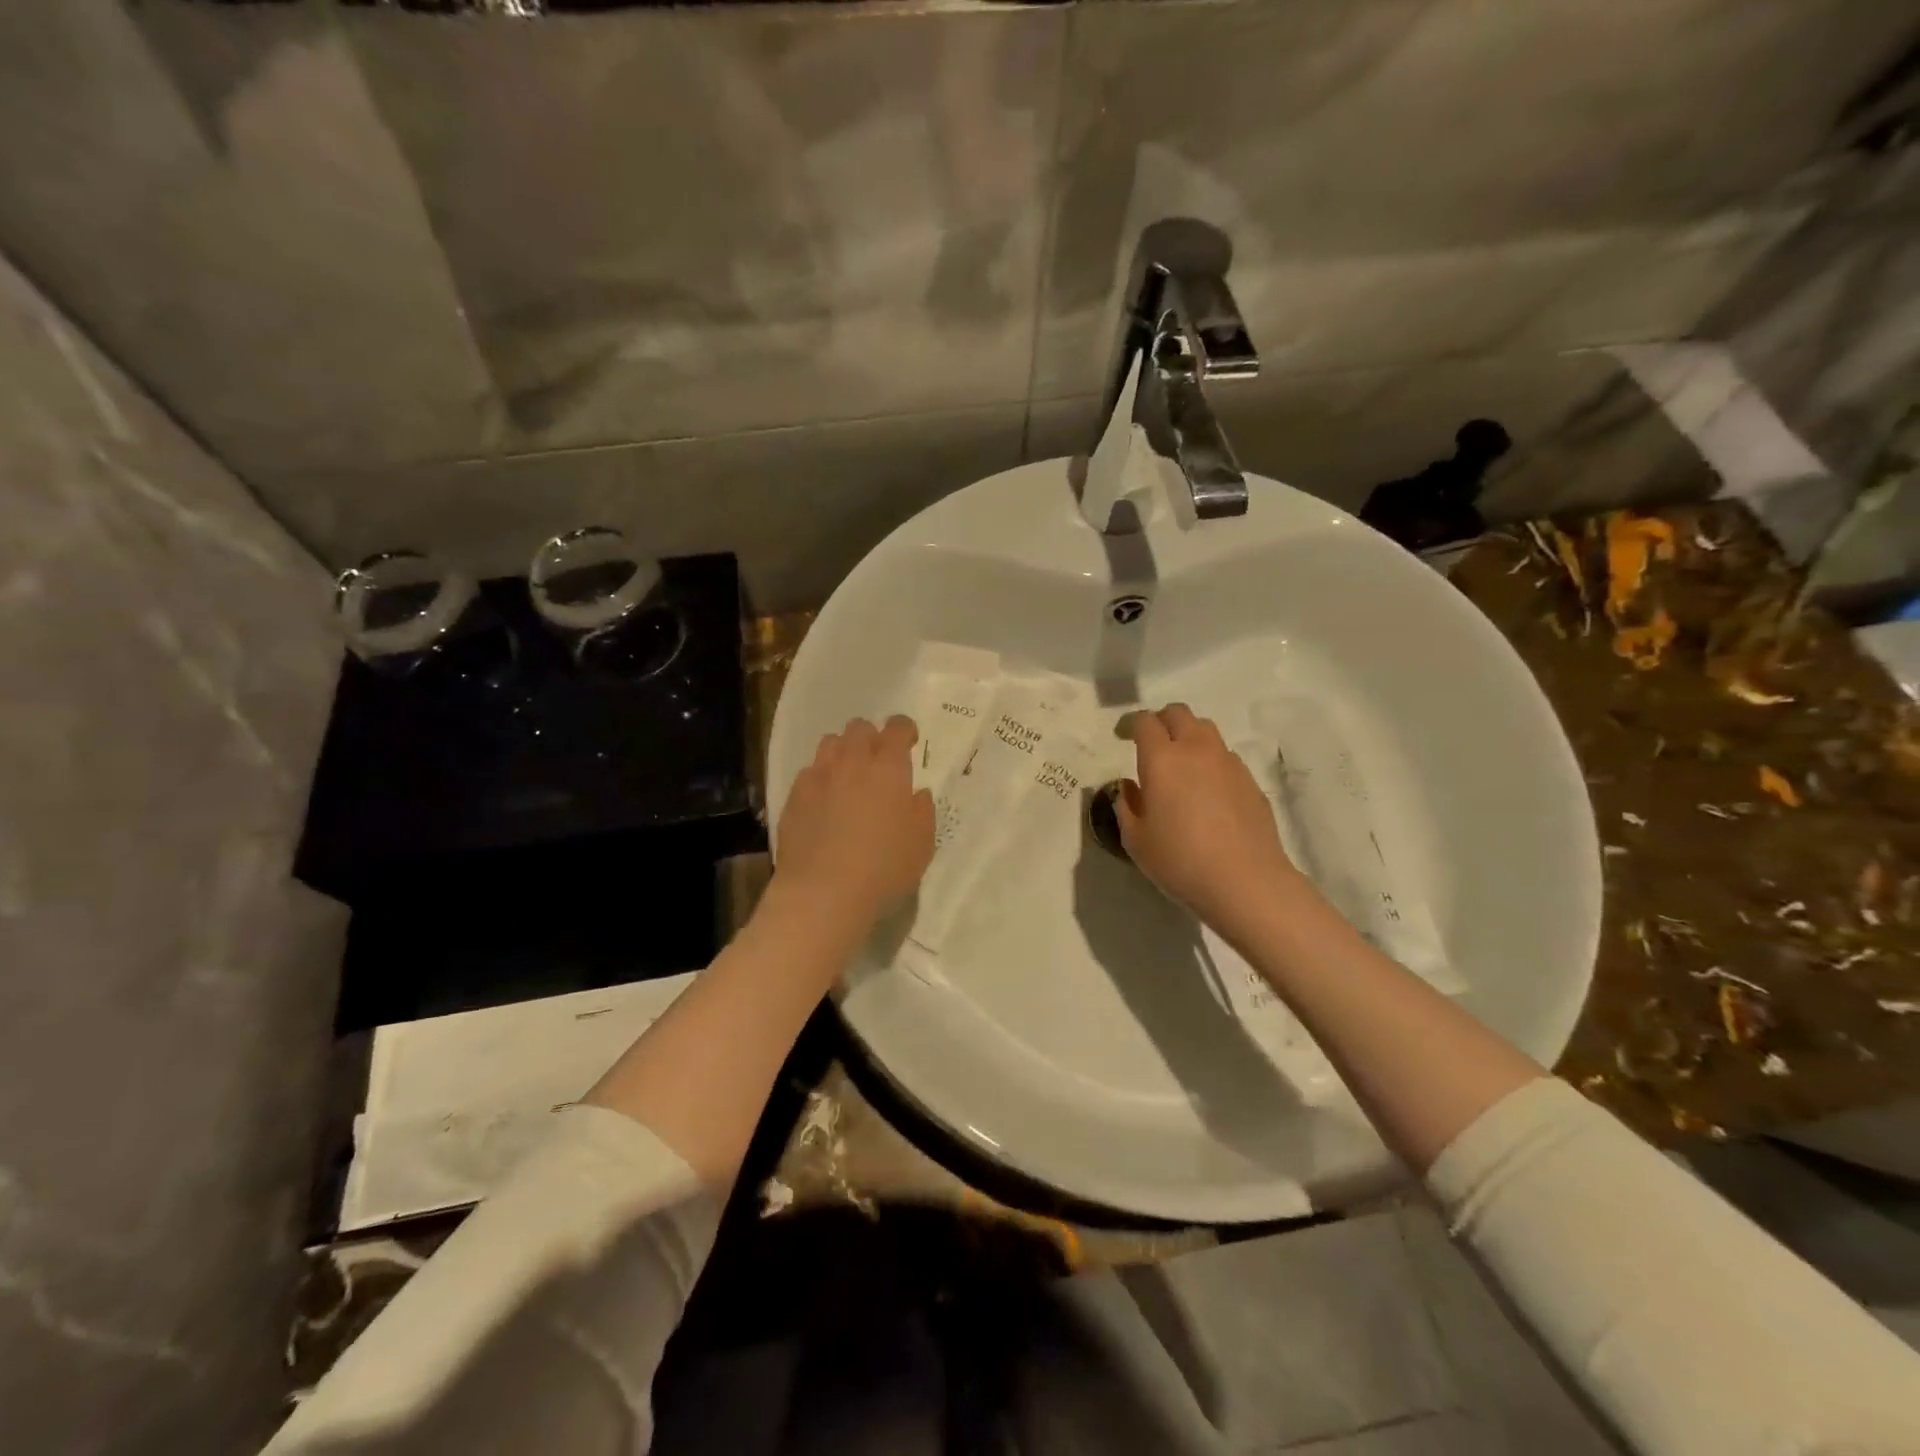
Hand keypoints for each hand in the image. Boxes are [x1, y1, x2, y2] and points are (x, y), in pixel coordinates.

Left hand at [776, 715, 934, 926]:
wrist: (823, 893)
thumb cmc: (883, 868)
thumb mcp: (921, 844)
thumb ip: (922, 811)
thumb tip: (916, 794)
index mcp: (888, 768)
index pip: (897, 728)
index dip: (905, 729)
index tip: (909, 742)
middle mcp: (851, 762)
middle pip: (859, 728)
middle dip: (872, 738)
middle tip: (879, 762)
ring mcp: (818, 777)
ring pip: (830, 744)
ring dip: (843, 752)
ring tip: (849, 777)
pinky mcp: (794, 797)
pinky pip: (809, 773)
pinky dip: (821, 779)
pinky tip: (824, 804)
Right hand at [1117, 704, 1305, 936]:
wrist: (1246, 882)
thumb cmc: (1181, 861)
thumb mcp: (1136, 840)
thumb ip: (1126, 806)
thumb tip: (1129, 787)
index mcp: (1162, 759)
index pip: (1145, 722)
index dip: (1131, 724)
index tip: (1122, 737)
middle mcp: (1196, 750)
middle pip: (1179, 713)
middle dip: (1161, 721)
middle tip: (1151, 745)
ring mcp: (1228, 763)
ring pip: (1205, 730)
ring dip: (1188, 737)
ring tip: (1180, 765)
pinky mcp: (1250, 780)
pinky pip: (1224, 756)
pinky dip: (1210, 761)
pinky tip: (1206, 791)